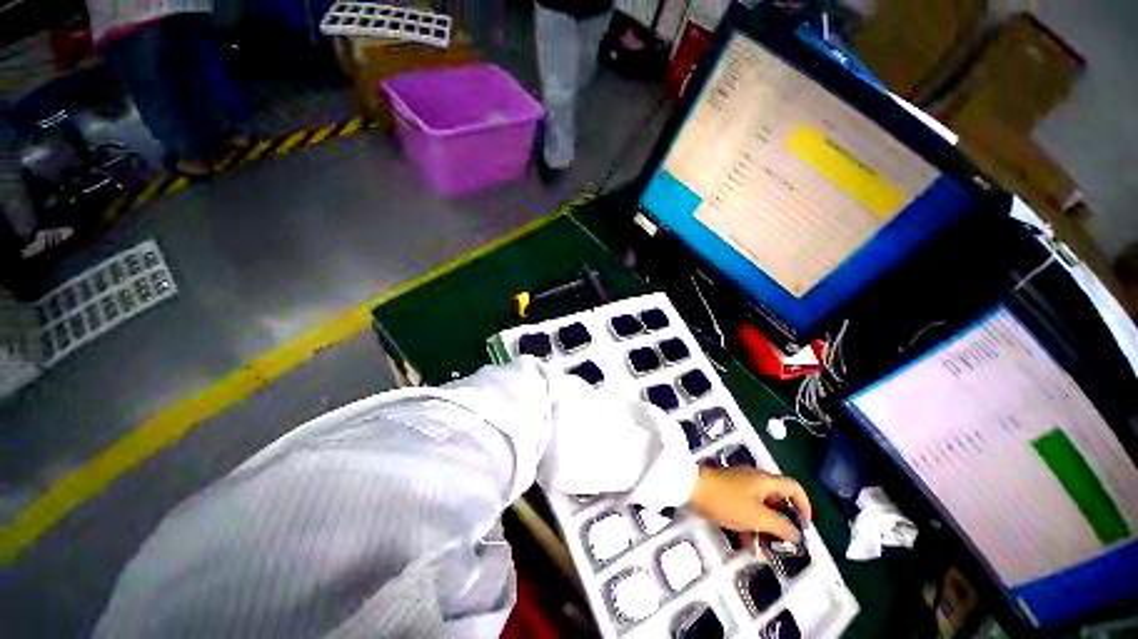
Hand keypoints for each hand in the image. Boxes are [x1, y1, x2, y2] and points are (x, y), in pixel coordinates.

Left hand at [688, 466, 812, 541]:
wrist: (692, 488)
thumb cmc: (727, 501)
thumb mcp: (758, 517)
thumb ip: (780, 526)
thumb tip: (796, 534)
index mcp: (765, 480)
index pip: (794, 487)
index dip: (804, 506)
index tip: (805, 528)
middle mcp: (755, 480)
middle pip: (777, 500)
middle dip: (783, 524)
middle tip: (785, 545)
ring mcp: (740, 486)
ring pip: (760, 508)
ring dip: (765, 529)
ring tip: (765, 551)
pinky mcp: (727, 493)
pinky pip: (745, 510)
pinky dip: (749, 525)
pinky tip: (747, 545)